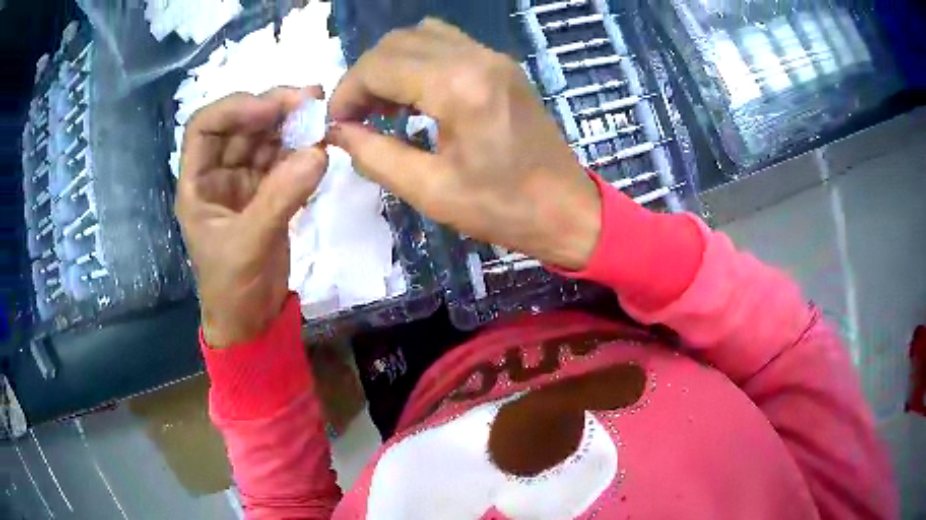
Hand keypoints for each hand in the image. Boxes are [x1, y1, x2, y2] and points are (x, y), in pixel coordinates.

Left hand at [176, 87, 327, 348]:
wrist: (250, 321)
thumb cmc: (232, 289)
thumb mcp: (248, 245)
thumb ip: (280, 198)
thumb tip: (319, 152)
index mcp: (197, 183)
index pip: (205, 126)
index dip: (235, 109)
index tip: (272, 107)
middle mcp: (217, 174)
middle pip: (240, 125)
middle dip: (272, 108)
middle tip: (311, 99)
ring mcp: (244, 182)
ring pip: (265, 138)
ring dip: (291, 124)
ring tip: (322, 114)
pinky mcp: (267, 193)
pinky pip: (284, 160)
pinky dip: (302, 149)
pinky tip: (320, 142)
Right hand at [328, 18, 600, 269]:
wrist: (567, 210)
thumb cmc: (503, 209)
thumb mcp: (430, 191)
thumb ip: (374, 155)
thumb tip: (337, 132)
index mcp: (459, 87)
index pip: (379, 65)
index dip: (347, 91)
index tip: (335, 122)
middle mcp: (477, 58)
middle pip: (397, 43)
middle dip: (365, 76)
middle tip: (354, 117)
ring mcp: (494, 57)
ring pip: (421, 37)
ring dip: (390, 65)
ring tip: (381, 106)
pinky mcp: (502, 66)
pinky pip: (447, 45)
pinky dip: (418, 62)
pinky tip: (414, 97)